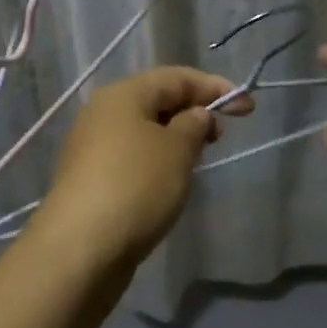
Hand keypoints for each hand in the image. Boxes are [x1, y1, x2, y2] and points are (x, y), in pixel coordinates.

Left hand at [30, 67, 253, 269]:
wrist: (79, 250)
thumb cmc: (136, 187)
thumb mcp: (177, 150)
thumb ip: (194, 125)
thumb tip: (196, 115)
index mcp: (123, 94)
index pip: (177, 77)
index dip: (215, 87)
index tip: (247, 107)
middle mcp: (103, 112)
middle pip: (157, 100)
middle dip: (194, 111)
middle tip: (222, 135)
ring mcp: (93, 146)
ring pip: (144, 129)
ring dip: (176, 137)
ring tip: (199, 159)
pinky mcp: (90, 178)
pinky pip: (133, 155)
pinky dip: (157, 159)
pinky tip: (171, 181)